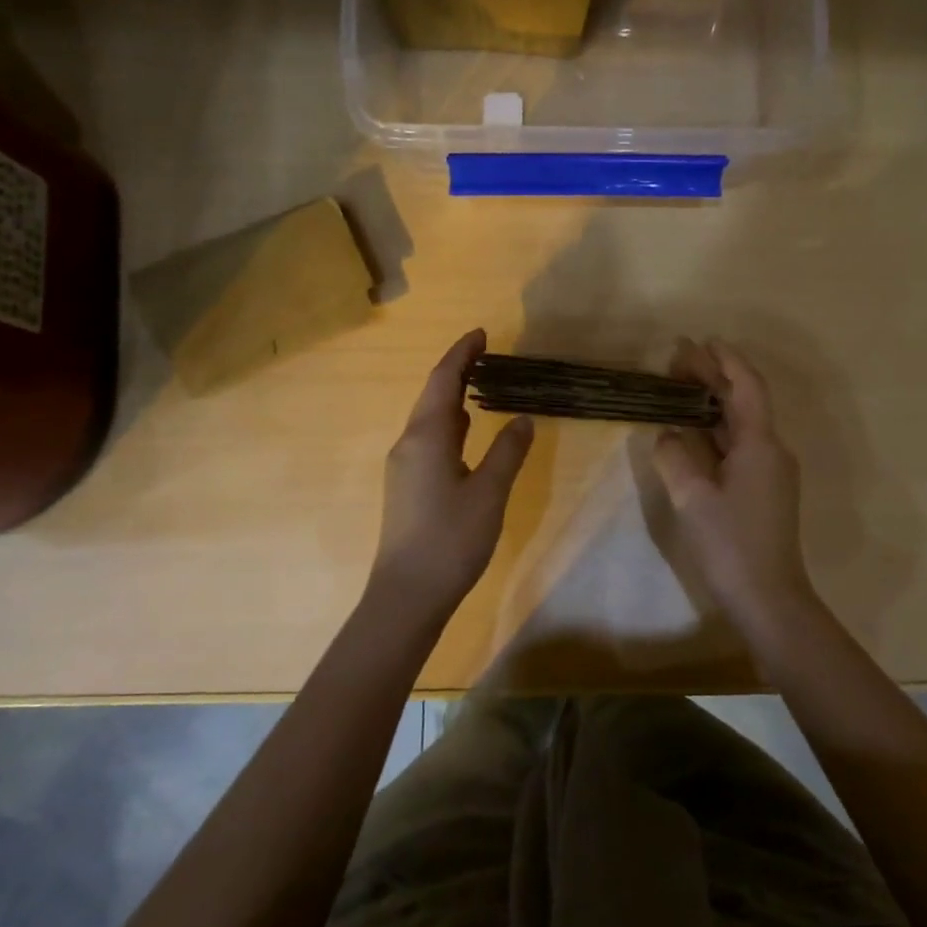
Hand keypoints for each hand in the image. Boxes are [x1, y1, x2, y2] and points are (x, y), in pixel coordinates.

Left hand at [367, 329, 534, 626]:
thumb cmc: (451, 539)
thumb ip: (507, 452)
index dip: (462, 354)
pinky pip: (429, 439)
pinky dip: (449, 423)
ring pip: (429, 419)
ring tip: (481, 385)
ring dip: (452, 397)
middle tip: (487, 354)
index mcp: (427, 437)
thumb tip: (522, 418)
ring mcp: (404, 466)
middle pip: (432, 395)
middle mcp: (409, 444)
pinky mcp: (406, 486)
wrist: (407, 593)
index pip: (443, 381)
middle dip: (457, 371)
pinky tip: (466, 431)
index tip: (481, 333)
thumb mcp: (489, 493)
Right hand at [652, 339, 818, 635]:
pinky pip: (740, 445)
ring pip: (741, 424)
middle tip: (679, 359)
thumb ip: (675, 456)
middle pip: (743, 401)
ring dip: (714, 402)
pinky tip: (693, 430)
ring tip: (680, 386)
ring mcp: (771, 471)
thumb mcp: (693, 498)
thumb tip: (667, 432)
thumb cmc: (731, 544)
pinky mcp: (764, 489)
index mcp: (760, 444)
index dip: (726, 360)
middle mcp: (772, 450)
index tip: (702, 342)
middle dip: (714, 378)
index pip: (746, 386)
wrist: (769, 598)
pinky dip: (716, 429)